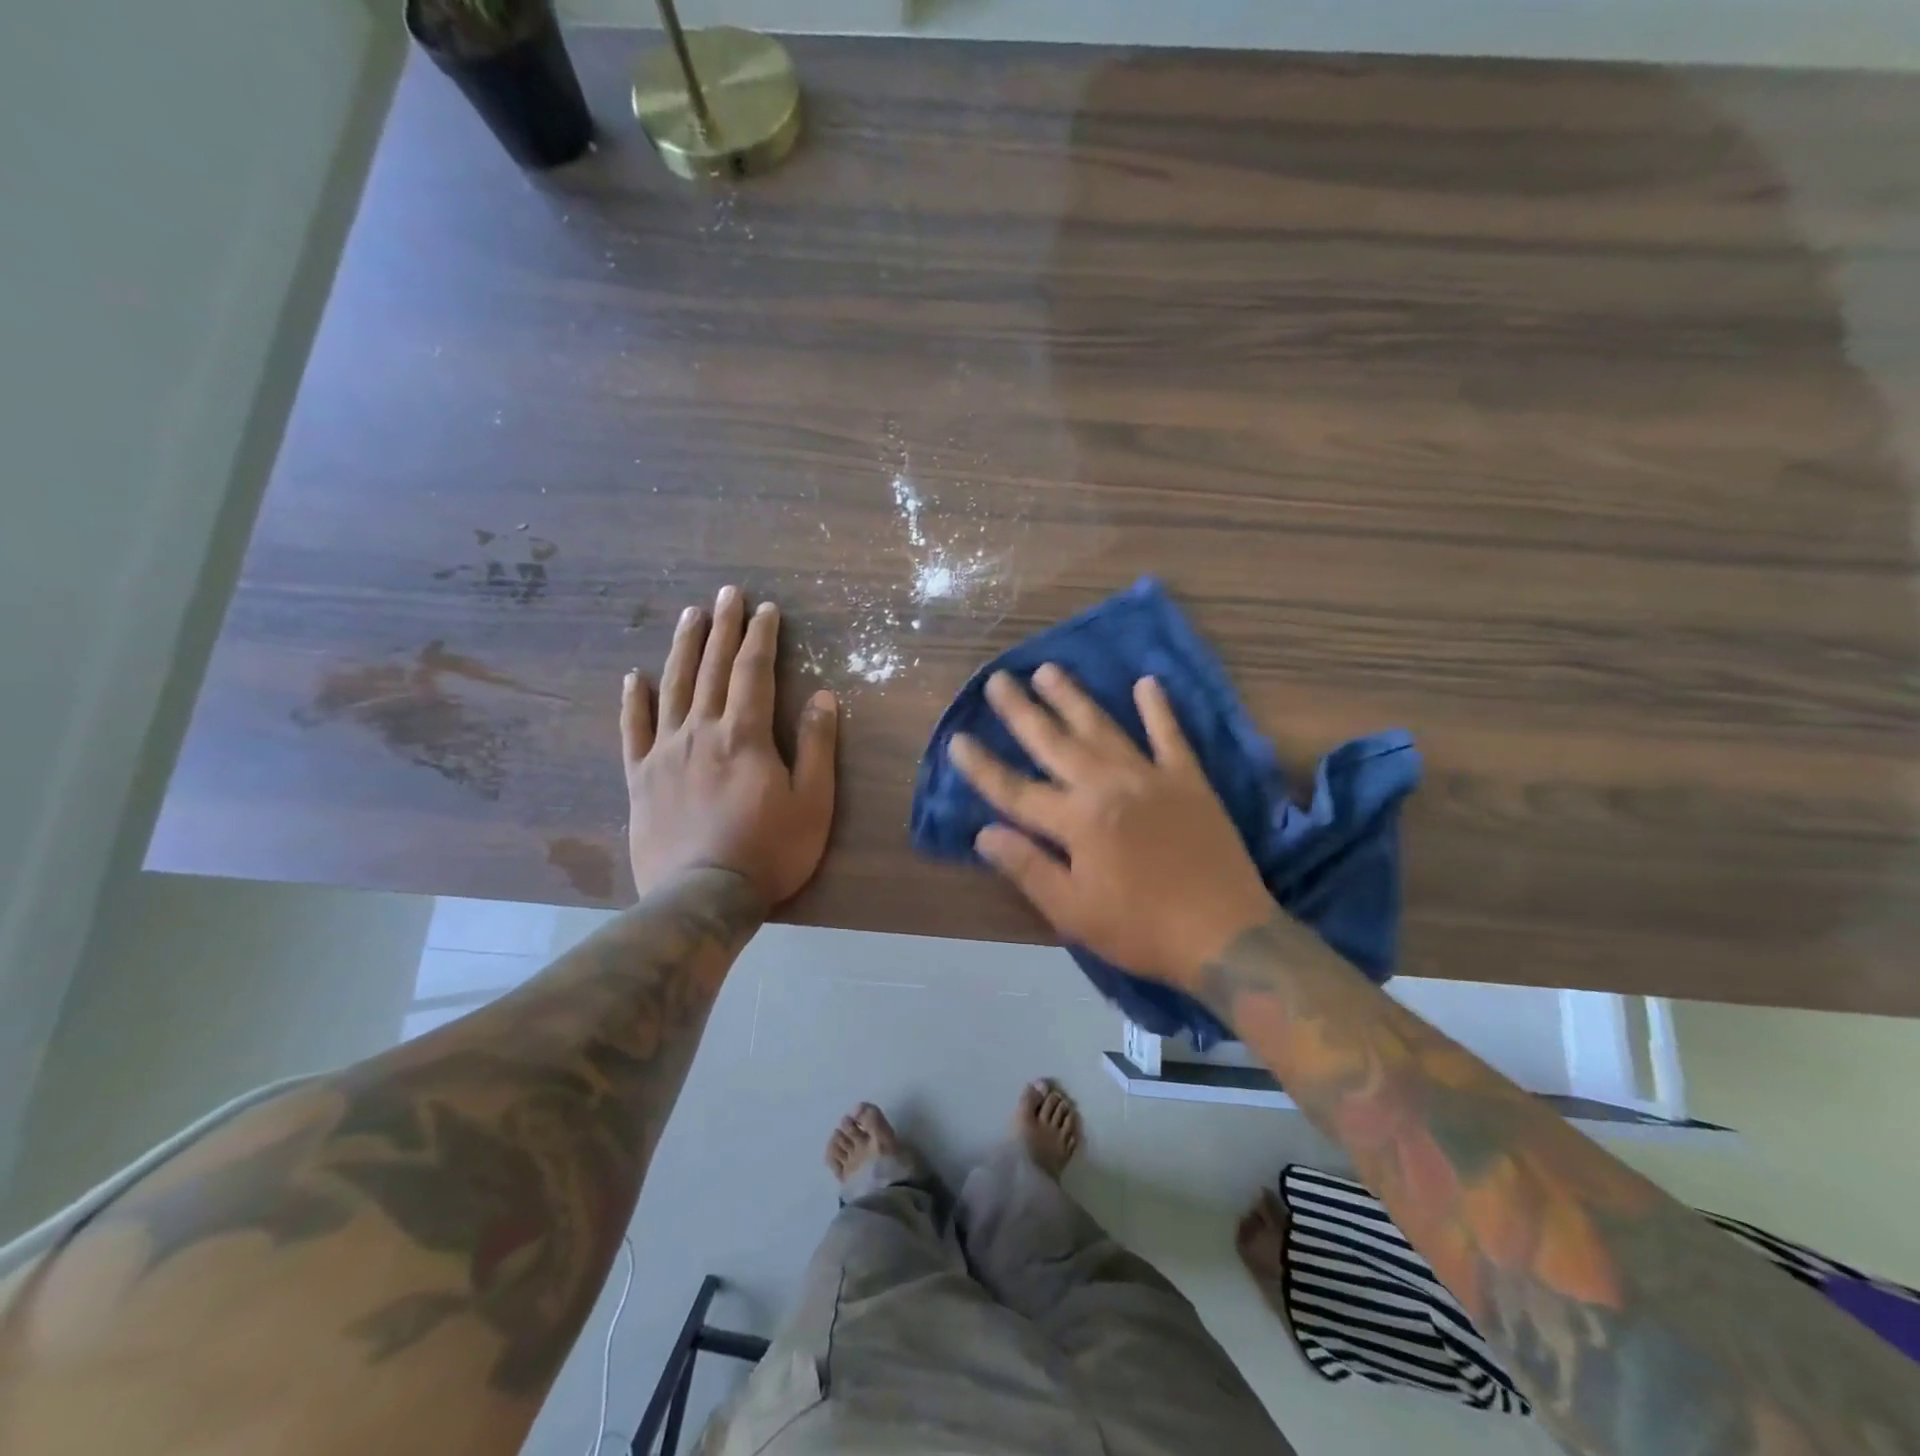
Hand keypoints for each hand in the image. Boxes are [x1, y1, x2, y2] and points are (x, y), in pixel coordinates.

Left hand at [623, 586, 837, 905]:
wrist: (702, 897)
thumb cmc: (769, 851)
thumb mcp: (812, 802)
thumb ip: (816, 746)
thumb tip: (822, 697)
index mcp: (745, 735)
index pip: (754, 672)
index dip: (761, 637)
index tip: (766, 609)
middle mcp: (701, 731)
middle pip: (712, 668)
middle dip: (723, 628)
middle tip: (727, 594)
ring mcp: (665, 753)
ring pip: (673, 687)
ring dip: (683, 648)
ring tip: (690, 616)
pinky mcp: (640, 778)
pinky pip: (634, 730)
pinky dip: (634, 701)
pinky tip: (635, 677)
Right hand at [949, 664, 1276, 986]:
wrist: (1225, 934)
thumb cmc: (1141, 929)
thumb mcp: (1073, 912)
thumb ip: (1027, 868)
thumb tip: (984, 833)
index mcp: (1076, 821)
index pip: (1015, 789)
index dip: (983, 766)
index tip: (957, 739)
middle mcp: (1107, 786)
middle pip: (1054, 743)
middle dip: (1022, 711)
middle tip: (998, 679)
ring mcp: (1150, 777)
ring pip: (1102, 727)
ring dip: (1072, 697)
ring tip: (1048, 669)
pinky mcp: (1188, 780)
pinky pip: (1170, 735)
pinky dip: (1158, 709)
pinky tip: (1147, 683)